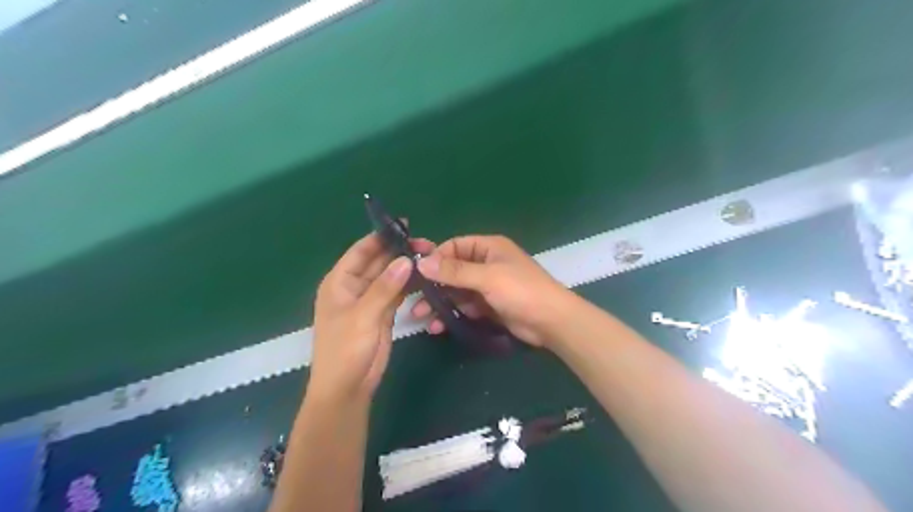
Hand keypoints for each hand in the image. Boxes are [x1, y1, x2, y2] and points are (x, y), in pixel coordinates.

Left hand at [310, 230, 433, 401]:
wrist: (347, 388)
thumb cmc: (345, 350)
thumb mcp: (363, 316)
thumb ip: (385, 288)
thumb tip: (406, 260)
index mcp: (340, 282)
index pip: (361, 251)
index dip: (380, 236)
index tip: (404, 225)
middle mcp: (354, 287)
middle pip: (378, 261)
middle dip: (399, 251)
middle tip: (427, 243)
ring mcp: (370, 300)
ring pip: (390, 276)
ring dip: (407, 267)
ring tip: (430, 257)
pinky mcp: (383, 313)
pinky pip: (397, 292)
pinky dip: (409, 284)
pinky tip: (425, 277)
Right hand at [413, 236, 568, 347]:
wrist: (551, 322)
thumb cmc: (520, 290)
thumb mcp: (487, 277)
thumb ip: (454, 271)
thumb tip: (421, 262)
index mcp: (488, 248)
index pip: (454, 246)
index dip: (434, 258)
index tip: (414, 273)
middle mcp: (486, 263)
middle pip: (452, 270)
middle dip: (432, 285)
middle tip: (411, 299)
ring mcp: (487, 286)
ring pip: (456, 291)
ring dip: (439, 302)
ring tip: (419, 316)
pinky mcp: (489, 306)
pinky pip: (465, 307)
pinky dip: (452, 314)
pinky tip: (438, 326)